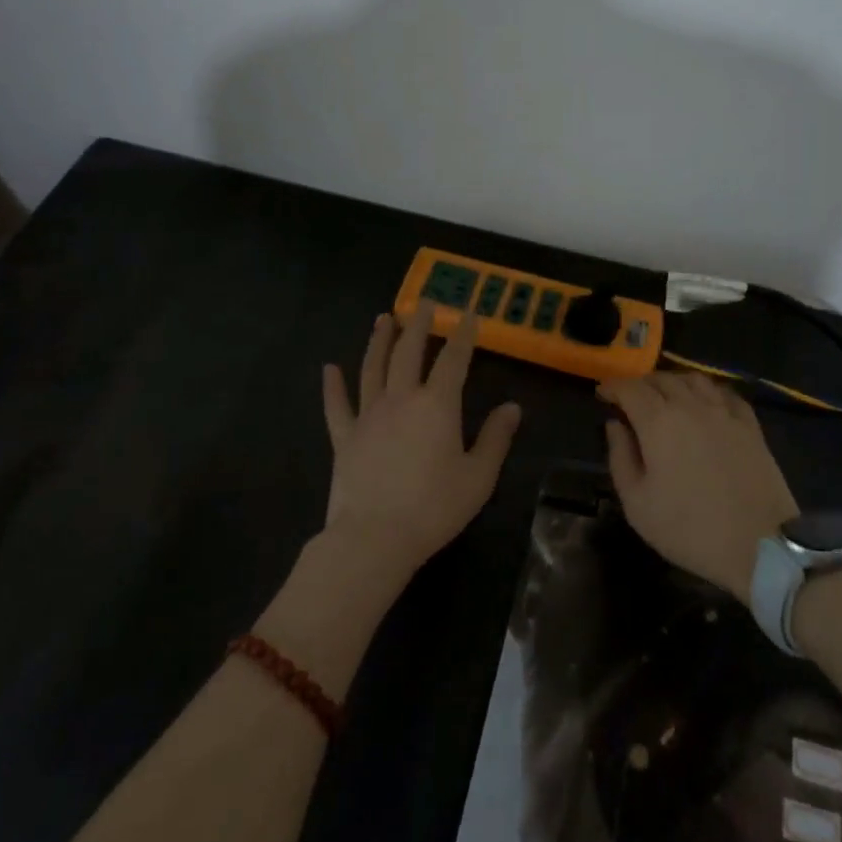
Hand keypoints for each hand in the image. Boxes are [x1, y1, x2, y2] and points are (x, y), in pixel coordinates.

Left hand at [321, 302, 520, 584]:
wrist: (375, 538)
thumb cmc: (434, 508)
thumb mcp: (478, 477)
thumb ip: (496, 438)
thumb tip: (513, 407)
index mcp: (437, 405)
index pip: (454, 359)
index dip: (464, 334)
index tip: (468, 313)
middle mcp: (401, 399)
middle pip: (409, 351)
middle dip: (419, 324)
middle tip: (423, 302)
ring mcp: (368, 415)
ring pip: (373, 368)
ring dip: (379, 340)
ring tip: (383, 318)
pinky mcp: (344, 437)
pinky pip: (336, 406)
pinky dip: (332, 386)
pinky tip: (329, 368)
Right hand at [599, 372, 797, 603]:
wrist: (760, 545)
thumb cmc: (690, 529)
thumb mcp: (638, 504)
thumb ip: (620, 457)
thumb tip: (615, 425)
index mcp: (658, 421)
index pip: (629, 388)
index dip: (612, 387)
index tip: (602, 395)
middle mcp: (690, 406)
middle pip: (660, 378)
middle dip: (640, 384)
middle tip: (630, 400)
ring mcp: (724, 412)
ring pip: (693, 380)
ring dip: (672, 382)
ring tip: (665, 397)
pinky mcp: (750, 425)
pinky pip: (725, 393)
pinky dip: (707, 391)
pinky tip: (705, 403)